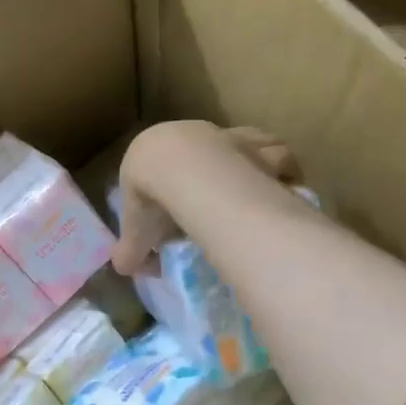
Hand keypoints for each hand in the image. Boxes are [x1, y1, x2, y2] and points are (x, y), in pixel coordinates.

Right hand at [113, 121, 299, 275]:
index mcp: (154, 150)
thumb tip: (122, 270)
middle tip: (219, 204)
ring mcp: (227, 135)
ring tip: (259, 192)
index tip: (174, 209)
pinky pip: (276, 155)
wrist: (183, 169)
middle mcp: (192, 134)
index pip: (157, 163)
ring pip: (245, 144)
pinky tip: (283, 189)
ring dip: (253, 164)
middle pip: (203, 151)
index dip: (166, 186)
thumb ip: (130, 251)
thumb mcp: (136, 231)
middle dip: (211, 172)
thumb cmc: (153, 197)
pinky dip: (280, 171)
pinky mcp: (257, 143)